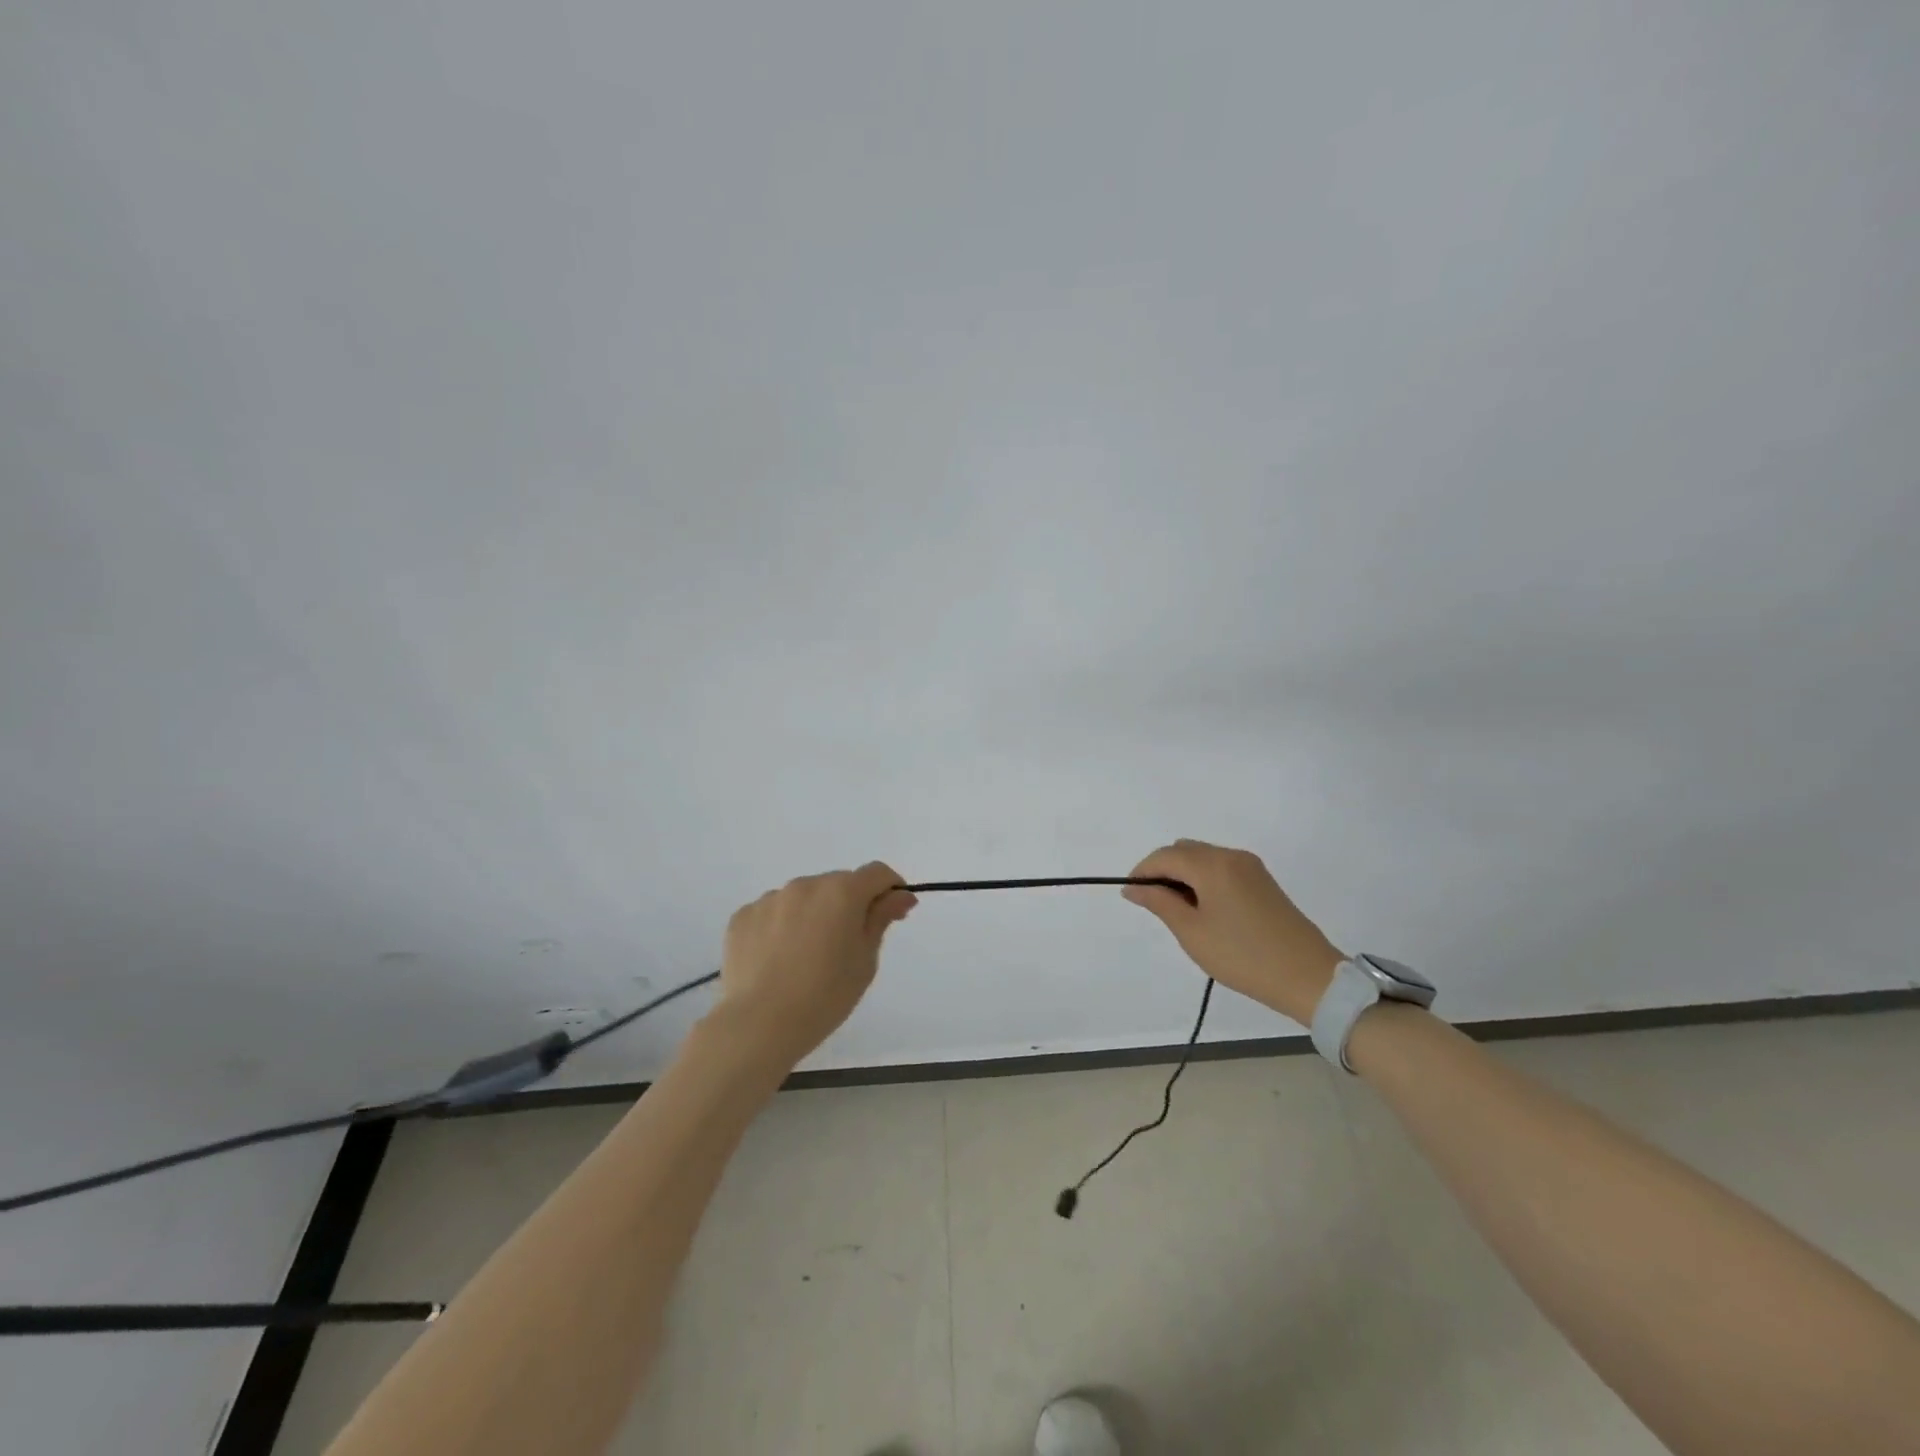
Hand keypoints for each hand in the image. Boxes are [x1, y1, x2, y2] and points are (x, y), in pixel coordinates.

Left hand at [711, 862, 916, 1065]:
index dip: (890, 888)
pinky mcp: (743, 916)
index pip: (877, 873)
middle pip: (839, 883)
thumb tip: (899, 896)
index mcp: (842, 892)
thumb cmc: (825, 996)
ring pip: (804, 897)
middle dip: (850, 904)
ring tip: (807, 956)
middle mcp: (806, 885)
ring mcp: (770, 899)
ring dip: (814, 914)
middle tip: (848, 944)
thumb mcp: (865, 960)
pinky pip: (773, 912)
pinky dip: (782, 926)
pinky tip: (778, 959)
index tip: (893, 913)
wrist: (759, 1024)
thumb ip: (881, 919)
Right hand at [1123, 840, 1344, 1024]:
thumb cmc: (1243, 956)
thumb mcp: (1192, 932)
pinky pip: (1222, 868)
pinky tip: (1206, 910)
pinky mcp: (1263, 881)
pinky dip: (1205, 880)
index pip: (1165, 856)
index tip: (1132, 895)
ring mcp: (1251, 867)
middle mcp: (1231, 856)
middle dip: (1163, 871)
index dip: (1142, 871)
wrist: (1309, 977)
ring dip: (1185, 876)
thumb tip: (1133, 887)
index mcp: (1212, 864)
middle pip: (1184, 851)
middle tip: (1156, 906)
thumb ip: (1160, 902)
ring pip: (1203, 858)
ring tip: (1181, 912)